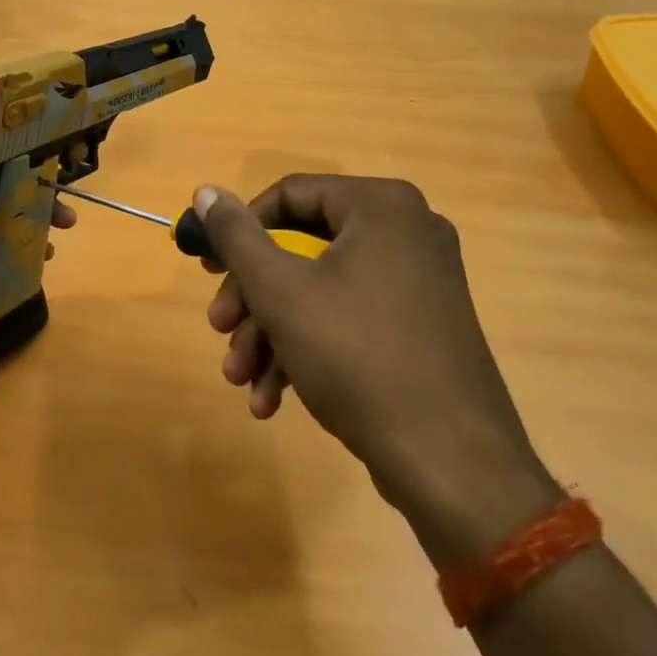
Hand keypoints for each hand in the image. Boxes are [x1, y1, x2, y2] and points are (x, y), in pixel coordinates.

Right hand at [197, 176, 561, 564]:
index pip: (290, 195)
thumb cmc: (358, 356)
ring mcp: (419, 283)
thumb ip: (236, 236)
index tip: (209, 267)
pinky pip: (350, 319)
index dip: (241, 229)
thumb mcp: (280, 291)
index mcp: (381, 207)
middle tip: (219, 329)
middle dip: (252, 297)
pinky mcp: (421, 328)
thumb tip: (205, 191)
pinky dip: (308, 350)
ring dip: (271, 333)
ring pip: (321, 291)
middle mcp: (406, 232)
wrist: (451, 464)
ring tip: (241, 379)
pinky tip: (273, 398)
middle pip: (302, 249)